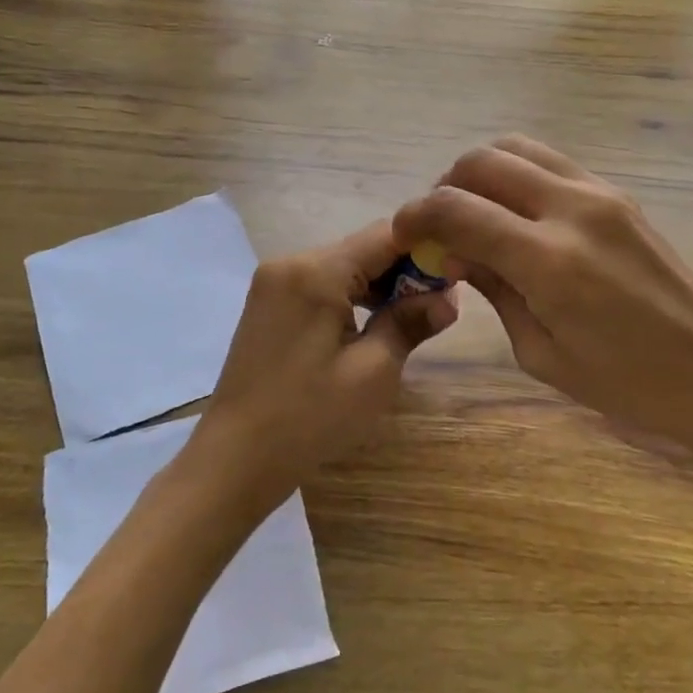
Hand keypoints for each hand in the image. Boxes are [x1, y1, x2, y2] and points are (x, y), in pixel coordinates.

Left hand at [185, 221, 457, 514]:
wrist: (235, 458)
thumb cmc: (309, 417)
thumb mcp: (373, 372)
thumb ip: (410, 323)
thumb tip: (448, 299)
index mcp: (315, 270)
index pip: (385, 235)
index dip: (426, 249)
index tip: (457, 275)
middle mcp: (290, 262)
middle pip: (362, 248)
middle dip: (403, 271)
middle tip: (438, 306)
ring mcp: (273, 282)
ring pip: (342, 267)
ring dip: (378, 286)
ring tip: (409, 320)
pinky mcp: (268, 303)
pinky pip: (320, 285)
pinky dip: (350, 297)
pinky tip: (370, 326)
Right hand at [392, 136, 692, 478]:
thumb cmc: (628, 384)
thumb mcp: (542, 352)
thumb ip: (493, 290)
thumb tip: (453, 252)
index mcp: (548, 260)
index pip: (456, 209)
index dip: (416, 216)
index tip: (403, 235)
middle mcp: (572, 208)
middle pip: (482, 160)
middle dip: (445, 186)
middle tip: (440, 228)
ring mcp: (599, 192)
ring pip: (516, 147)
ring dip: (481, 173)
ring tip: (476, 215)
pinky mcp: (616, 192)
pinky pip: (549, 161)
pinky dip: (517, 174)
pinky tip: (517, 216)